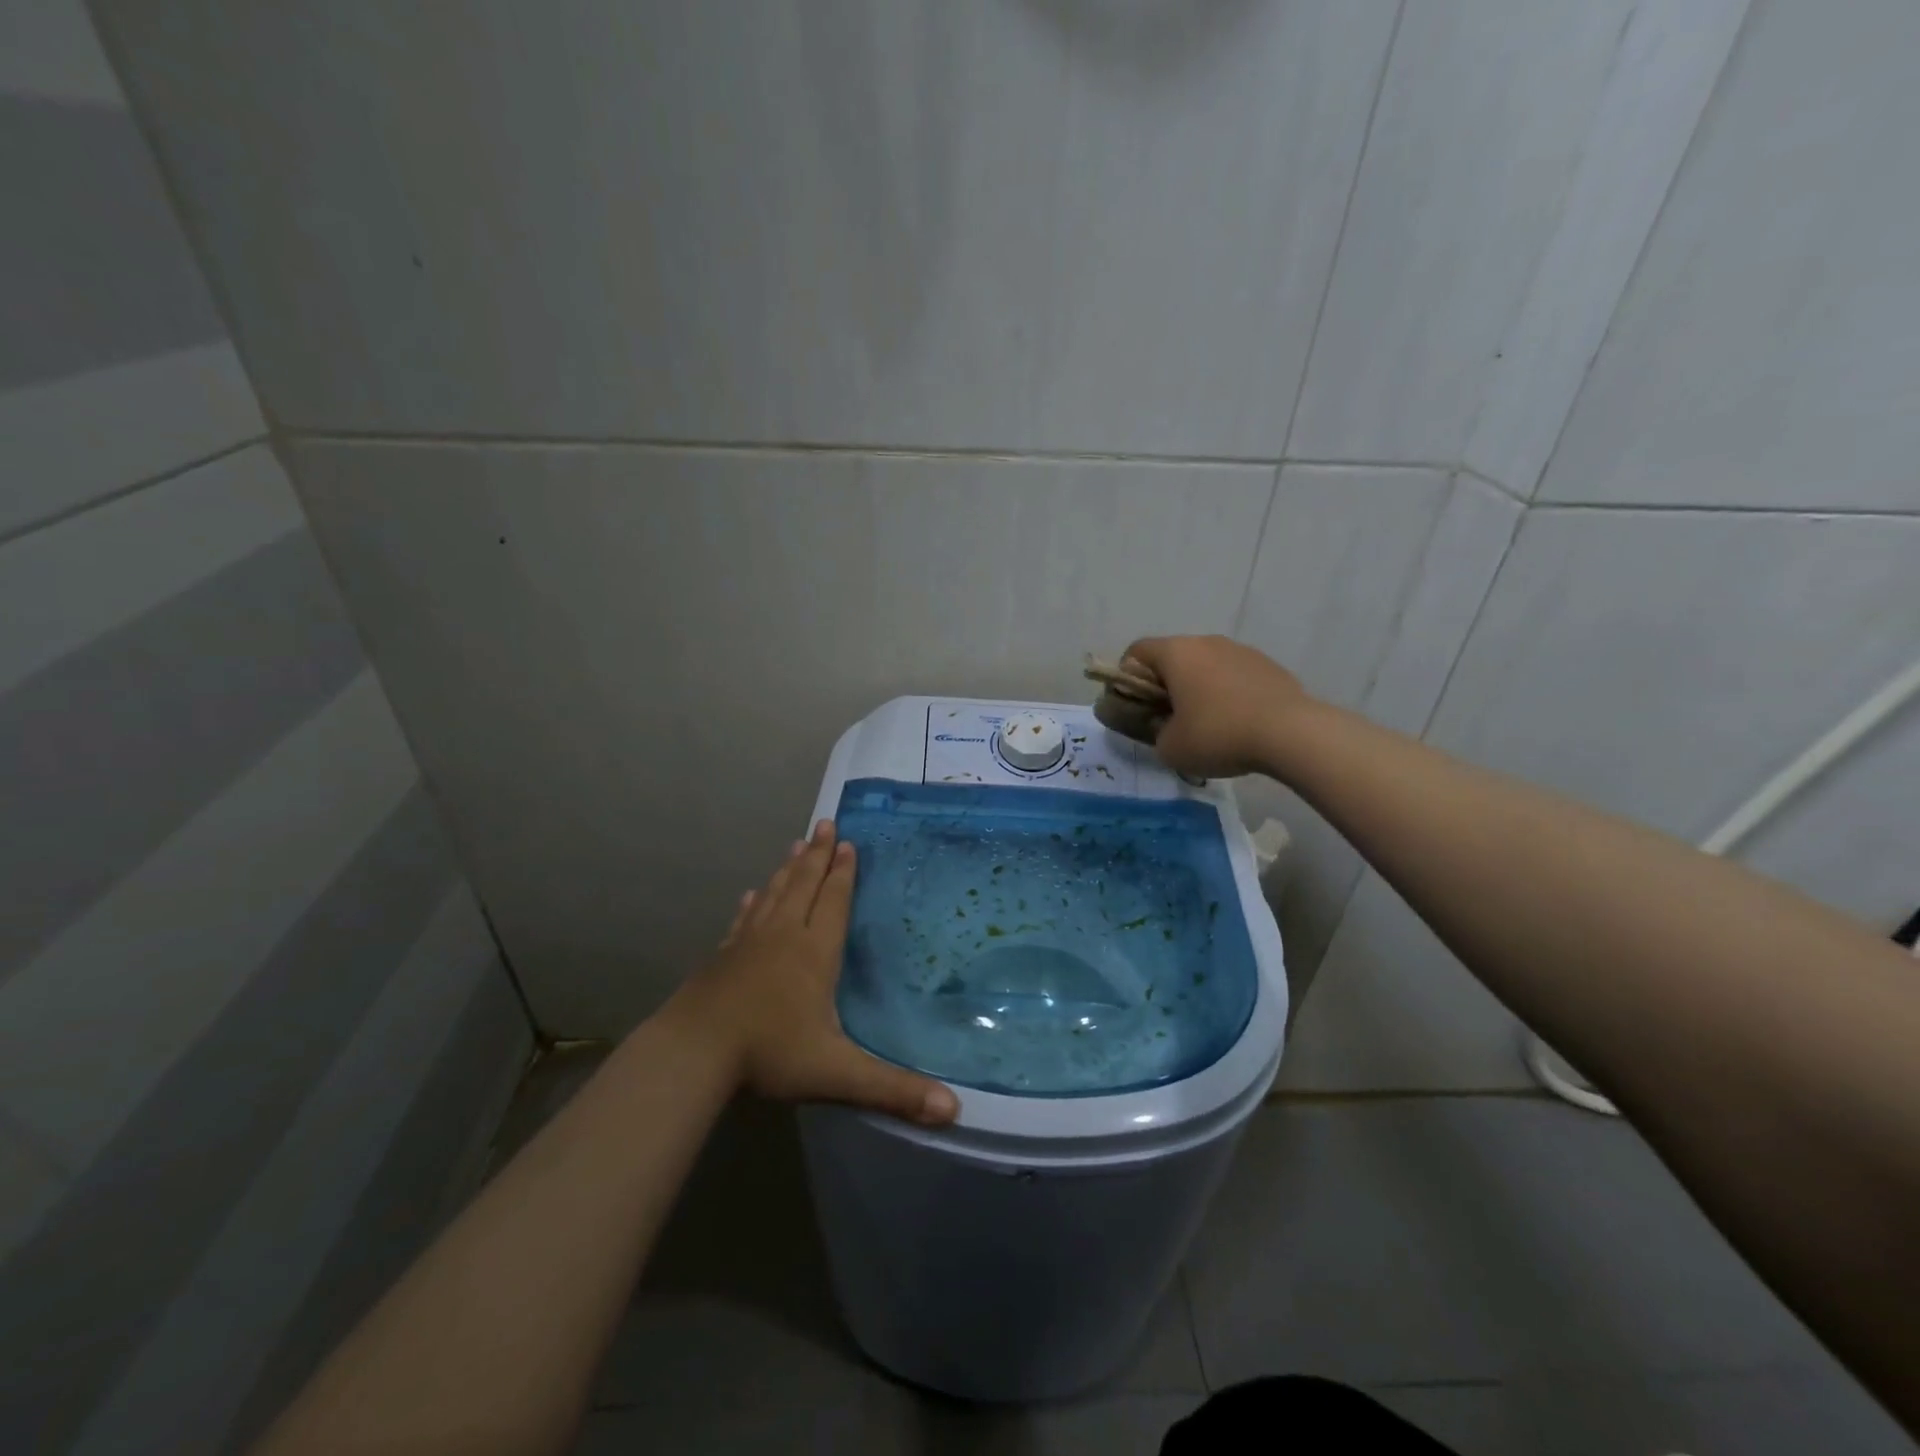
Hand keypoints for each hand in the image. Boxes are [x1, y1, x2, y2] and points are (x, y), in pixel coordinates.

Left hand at [666, 820, 960, 1126]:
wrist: (692, 1052)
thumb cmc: (769, 1053)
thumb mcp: (837, 1073)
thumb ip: (893, 1090)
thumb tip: (954, 1110)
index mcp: (813, 953)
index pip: (833, 902)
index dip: (843, 873)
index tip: (847, 842)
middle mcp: (782, 936)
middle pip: (803, 885)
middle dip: (817, 855)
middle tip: (824, 823)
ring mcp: (747, 943)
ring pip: (773, 894)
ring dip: (788, 868)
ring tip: (796, 843)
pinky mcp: (722, 957)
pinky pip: (743, 919)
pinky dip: (752, 903)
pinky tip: (751, 894)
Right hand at [1123, 635, 1310, 778]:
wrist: (1291, 734)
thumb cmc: (1218, 735)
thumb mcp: (1170, 748)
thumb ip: (1156, 733)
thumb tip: (1166, 727)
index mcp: (1176, 653)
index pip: (1136, 652)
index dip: (1127, 678)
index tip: (1134, 706)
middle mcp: (1206, 642)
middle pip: (1173, 657)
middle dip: (1165, 685)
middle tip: (1168, 719)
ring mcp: (1241, 650)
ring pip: (1206, 665)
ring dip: (1199, 688)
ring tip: (1207, 724)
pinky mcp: (1268, 665)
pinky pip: (1235, 676)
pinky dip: (1228, 693)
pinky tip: (1237, 723)